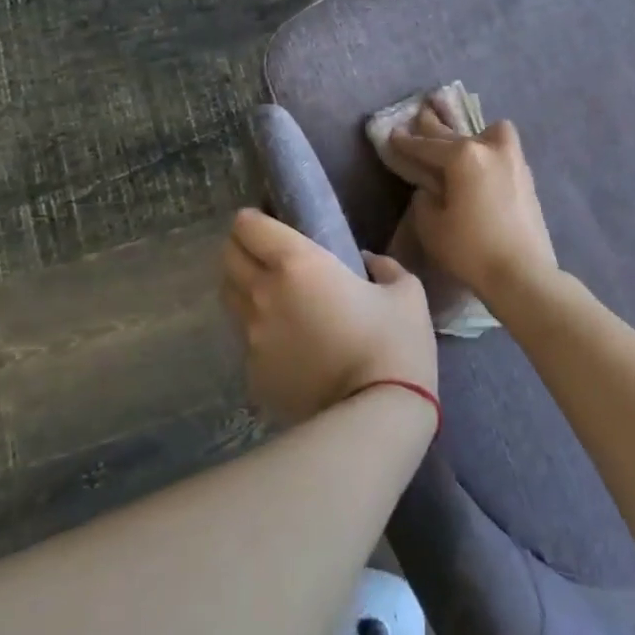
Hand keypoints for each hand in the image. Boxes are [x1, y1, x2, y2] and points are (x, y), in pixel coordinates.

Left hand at [220, 208, 437, 426]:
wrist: (376, 415)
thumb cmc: (395, 343)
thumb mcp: (406, 292)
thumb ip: (385, 267)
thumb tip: (369, 263)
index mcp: (298, 264)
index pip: (248, 226)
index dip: (254, 219)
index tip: (269, 222)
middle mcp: (263, 294)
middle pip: (229, 257)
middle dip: (242, 247)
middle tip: (268, 253)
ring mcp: (252, 338)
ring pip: (230, 298)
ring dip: (245, 288)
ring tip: (274, 296)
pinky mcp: (253, 375)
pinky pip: (247, 341)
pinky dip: (260, 333)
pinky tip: (289, 344)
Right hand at [387, 100, 557, 301]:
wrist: (522, 273)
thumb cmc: (470, 250)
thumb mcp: (432, 226)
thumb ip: (425, 200)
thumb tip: (432, 189)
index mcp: (463, 156)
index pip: (427, 146)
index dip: (406, 142)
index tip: (393, 134)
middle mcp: (490, 149)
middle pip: (456, 133)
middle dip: (435, 128)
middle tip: (421, 116)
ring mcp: (514, 161)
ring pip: (490, 133)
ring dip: (473, 135)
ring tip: (463, 144)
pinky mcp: (527, 178)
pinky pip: (504, 151)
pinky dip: (489, 152)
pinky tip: (482, 166)